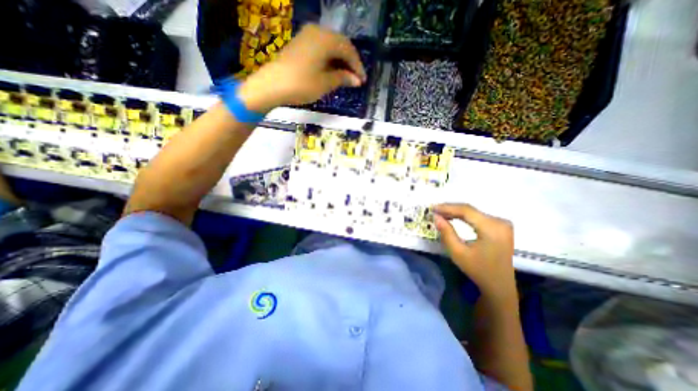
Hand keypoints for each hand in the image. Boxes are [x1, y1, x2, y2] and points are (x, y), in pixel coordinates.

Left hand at [237, 24, 365, 113]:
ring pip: (331, 46)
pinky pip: (321, 48)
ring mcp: (307, 35)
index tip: (363, 80)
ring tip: (345, 76)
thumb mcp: (325, 83)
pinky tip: (332, 70)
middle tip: (355, 78)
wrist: (272, 84)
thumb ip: (342, 78)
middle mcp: (318, 31)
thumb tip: (356, 80)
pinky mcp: (300, 43)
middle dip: (350, 62)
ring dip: (340, 60)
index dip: (357, 66)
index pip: (348, 50)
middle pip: (340, 45)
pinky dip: (329, 59)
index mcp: (326, 39)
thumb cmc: (302, 84)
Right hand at [435, 204, 516, 303]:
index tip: (432, 208)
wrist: (501, 286)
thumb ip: (447, 233)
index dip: (447, 207)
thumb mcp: (459, 253)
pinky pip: (479, 216)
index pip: (466, 210)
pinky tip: (454, 217)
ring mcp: (502, 223)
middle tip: (434, 211)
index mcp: (492, 228)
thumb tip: (436, 217)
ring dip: (456, 212)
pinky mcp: (501, 227)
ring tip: (440, 213)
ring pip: (473, 212)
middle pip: (470, 210)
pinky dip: (464, 216)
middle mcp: (500, 222)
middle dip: (450, 209)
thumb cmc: (479, 271)